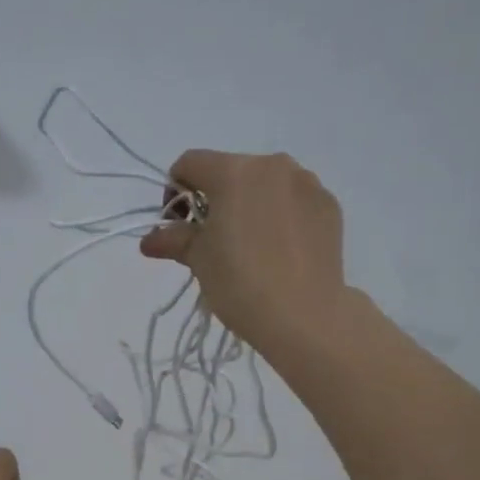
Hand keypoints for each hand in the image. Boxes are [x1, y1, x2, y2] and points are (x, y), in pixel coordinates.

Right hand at [140, 151, 347, 353]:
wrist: (304, 316)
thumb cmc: (240, 283)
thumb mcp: (199, 260)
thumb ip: (174, 240)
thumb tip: (150, 240)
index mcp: (234, 172)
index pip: (190, 163)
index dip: (174, 191)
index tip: (177, 226)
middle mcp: (273, 166)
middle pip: (230, 171)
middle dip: (214, 199)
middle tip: (211, 240)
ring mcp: (306, 184)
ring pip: (265, 184)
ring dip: (249, 204)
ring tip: (249, 245)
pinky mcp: (329, 205)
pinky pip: (293, 200)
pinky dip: (279, 215)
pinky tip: (278, 249)